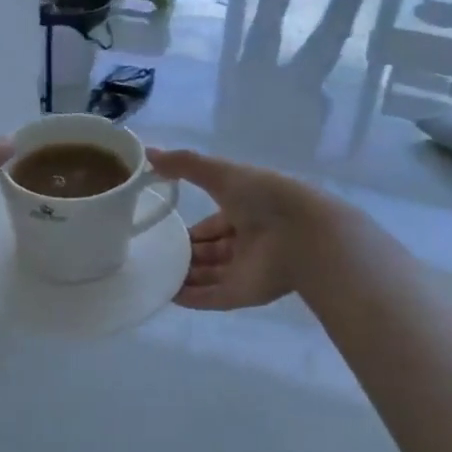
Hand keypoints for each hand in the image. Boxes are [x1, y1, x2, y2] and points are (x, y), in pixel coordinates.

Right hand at [147, 148, 331, 310]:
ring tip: (151, 276)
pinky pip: (211, 298)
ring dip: (183, 277)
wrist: (302, 234)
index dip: (189, 229)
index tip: (162, 230)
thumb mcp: (220, 172)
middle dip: (184, 254)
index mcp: (244, 212)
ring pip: (208, 276)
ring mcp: (244, 270)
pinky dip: (191, 298)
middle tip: (152, 256)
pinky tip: (166, 296)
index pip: (211, 224)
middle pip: (209, 252)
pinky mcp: (243, 294)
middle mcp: (245, 242)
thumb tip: (148, 153)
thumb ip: (185, 164)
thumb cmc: (263, 197)